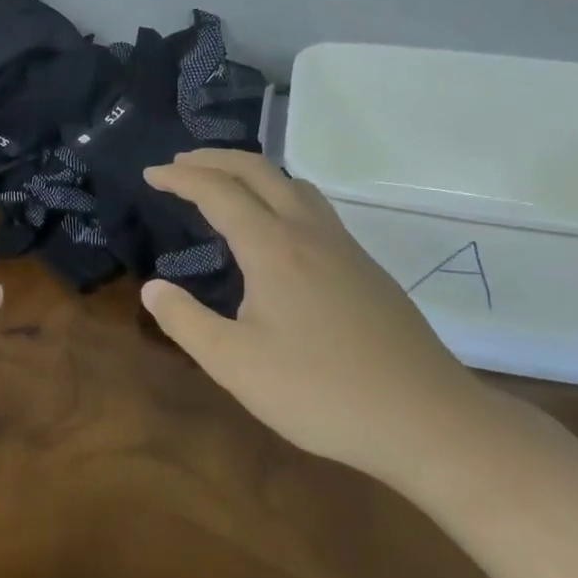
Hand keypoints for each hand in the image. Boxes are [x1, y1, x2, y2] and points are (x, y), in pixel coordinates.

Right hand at [141, 149, 487, 482]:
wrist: (427, 419)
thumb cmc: (321, 392)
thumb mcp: (235, 365)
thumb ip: (186, 322)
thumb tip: (152, 289)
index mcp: (274, 248)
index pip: (219, 192)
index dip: (180, 178)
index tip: (151, 174)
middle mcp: (309, 232)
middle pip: (259, 170)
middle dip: (214, 158)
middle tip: (180, 164)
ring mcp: (344, 247)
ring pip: (293, 183)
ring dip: (251, 171)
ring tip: (224, 183)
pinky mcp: (365, 267)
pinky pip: (313, 207)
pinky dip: (279, 194)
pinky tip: (276, 229)